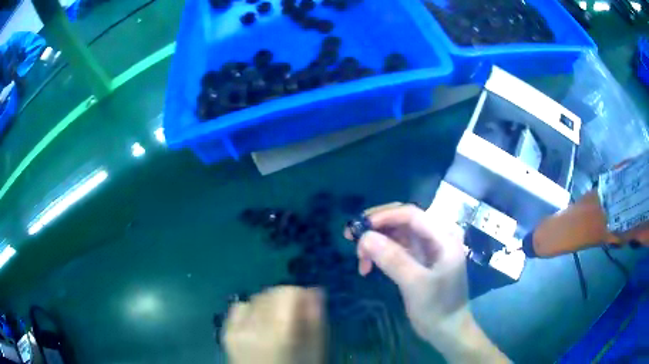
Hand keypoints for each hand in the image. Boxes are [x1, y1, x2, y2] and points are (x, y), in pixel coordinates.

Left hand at [223, 286, 324, 363]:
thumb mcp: (316, 351)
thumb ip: (316, 320)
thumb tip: (314, 291)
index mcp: (280, 332)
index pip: (287, 292)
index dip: (300, 296)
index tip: (306, 308)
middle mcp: (254, 326)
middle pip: (270, 293)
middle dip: (284, 300)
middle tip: (292, 319)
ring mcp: (236, 329)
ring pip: (255, 298)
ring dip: (267, 305)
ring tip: (274, 324)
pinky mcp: (226, 332)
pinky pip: (238, 308)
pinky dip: (250, 311)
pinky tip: (257, 326)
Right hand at [345, 203, 507, 362]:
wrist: (447, 329)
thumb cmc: (437, 308)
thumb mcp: (415, 284)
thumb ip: (393, 259)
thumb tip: (365, 236)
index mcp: (444, 237)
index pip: (411, 215)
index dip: (384, 216)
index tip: (359, 227)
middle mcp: (437, 237)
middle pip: (403, 220)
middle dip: (377, 227)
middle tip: (351, 238)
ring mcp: (428, 248)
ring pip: (397, 234)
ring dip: (376, 242)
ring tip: (360, 259)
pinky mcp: (420, 259)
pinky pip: (397, 248)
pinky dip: (381, 253)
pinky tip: (368, 266)